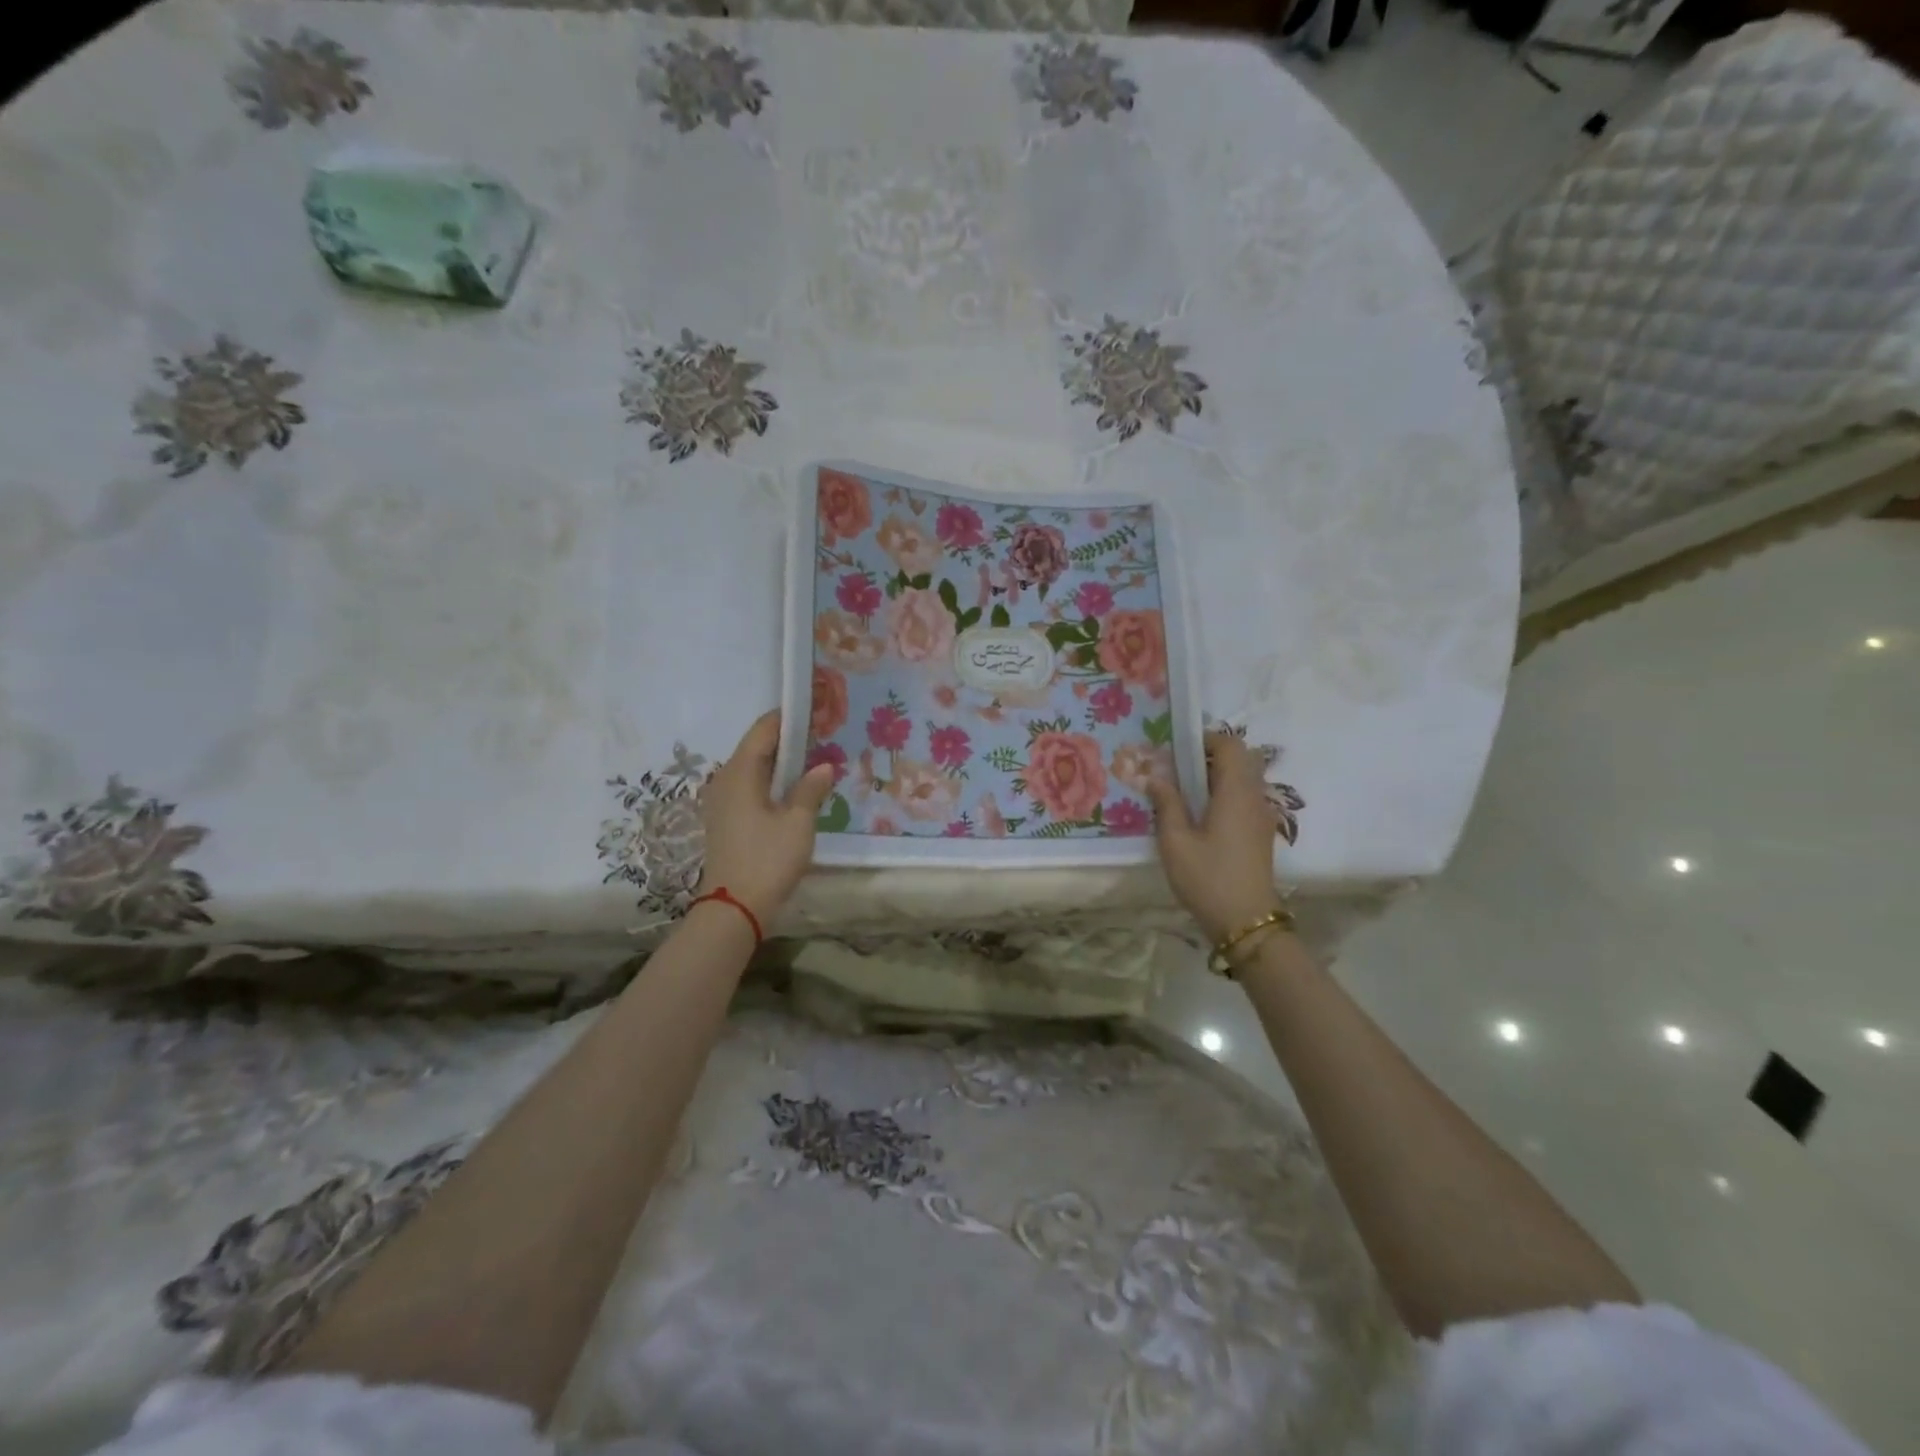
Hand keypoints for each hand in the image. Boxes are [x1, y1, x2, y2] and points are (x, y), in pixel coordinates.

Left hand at [694, 711, 835, 924]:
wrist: (734, 908)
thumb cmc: (767, 859)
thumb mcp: (798, 822)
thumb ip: (811, 789)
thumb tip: (824, 765)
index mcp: (740, 772)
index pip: (764, 729)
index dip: (789, 717)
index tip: (817, 710)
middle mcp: (725, 779)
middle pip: (757, 747)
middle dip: (788, 739)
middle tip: (823, 735)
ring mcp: (722, 800)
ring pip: (754, 769)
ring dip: (781, 762)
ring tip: (814, 760)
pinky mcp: (726, 819)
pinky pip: (750, 787)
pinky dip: (772, 782)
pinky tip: (795, 790)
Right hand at [1145, 731, 1285, 943]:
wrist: (1246, 921)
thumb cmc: (1207, 878)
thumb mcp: (1175, 841)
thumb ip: (1166, 803)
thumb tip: (1156, 777)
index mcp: (1236, 792)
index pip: (1230, 745)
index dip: (1205, 739)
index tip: (1176, 750)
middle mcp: (1255, 797)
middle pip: (1240, 759)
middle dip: (1210, 756)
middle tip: (1178, 770)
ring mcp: (1261, 816)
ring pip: (1244, 779)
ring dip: (1217, 776)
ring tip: (1184, 793)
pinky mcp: (1260, 832)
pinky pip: (1244, 798)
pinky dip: (1224, 794)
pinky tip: (1199, 815)